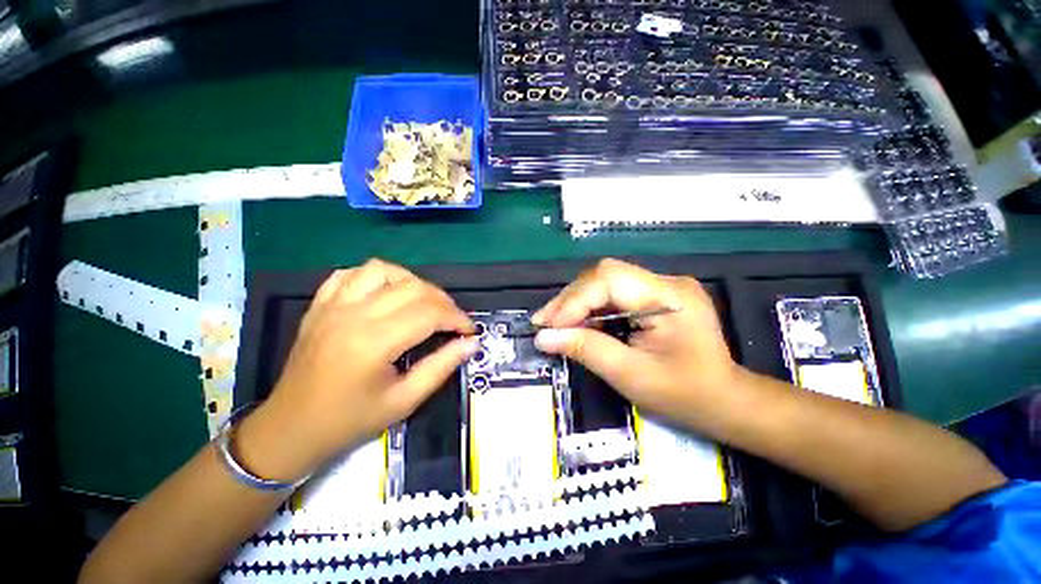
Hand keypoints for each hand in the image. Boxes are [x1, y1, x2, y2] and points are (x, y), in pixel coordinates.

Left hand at [236, 259, 476, 481]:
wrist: (290, 429)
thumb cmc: (349, 421)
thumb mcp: (404, 401)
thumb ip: (441, 367)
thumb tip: (471, 343)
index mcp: (373, 342)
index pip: (430, 313)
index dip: (458, 318)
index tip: (469, 330)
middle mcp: (353, 315)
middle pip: (413, 288)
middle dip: (443, 301)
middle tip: (452, 321)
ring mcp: (332, 305)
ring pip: (383, 270)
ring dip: (412, 282)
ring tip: (424, 302)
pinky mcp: (320, 305)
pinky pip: (351, 273)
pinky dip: (376, 276)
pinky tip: (387, 293)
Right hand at [532, 258, 740, 426]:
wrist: (724, 400)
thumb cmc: (684, 394)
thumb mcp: (630, 375)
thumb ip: (586, 350)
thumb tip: (544, 337)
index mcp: (669, 297)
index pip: (609, 280)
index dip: (574, 301)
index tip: (547, 325)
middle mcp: (666, 282)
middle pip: (604, 275)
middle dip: (570, 299)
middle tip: (544, 323)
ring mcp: (661, 286)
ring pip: (605, 281)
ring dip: (576, 302)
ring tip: (553, 323)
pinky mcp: (655, 295)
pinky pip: (613, 293)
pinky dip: (590, 307)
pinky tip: (576, 322)